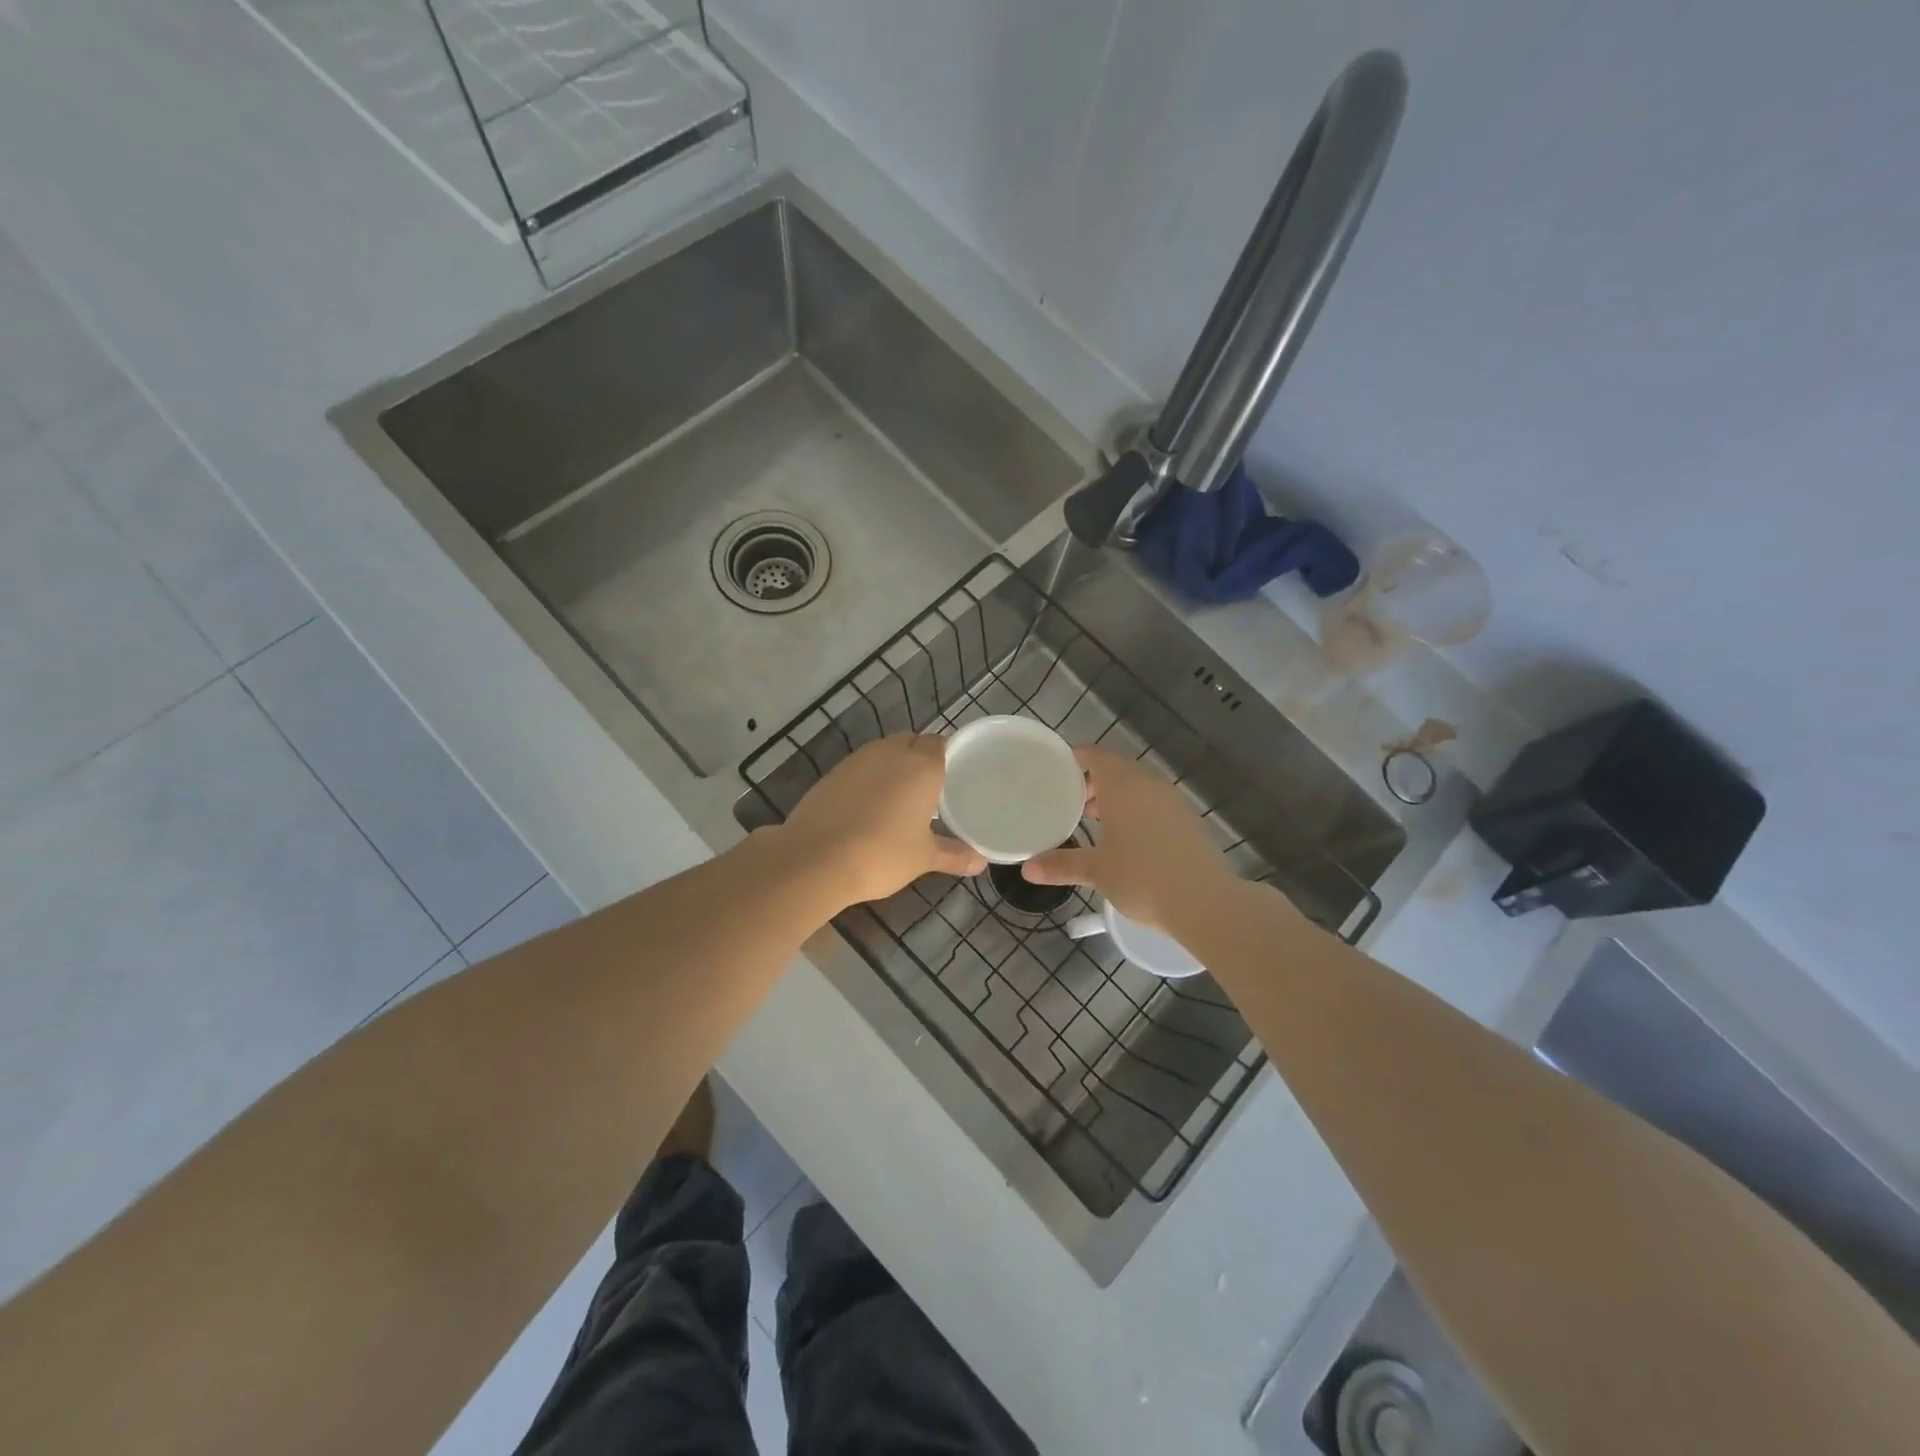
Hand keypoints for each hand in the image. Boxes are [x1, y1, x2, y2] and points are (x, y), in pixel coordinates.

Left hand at [780, 734, 985, 907]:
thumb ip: (954, 855)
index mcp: (921, 766)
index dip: (950, 756)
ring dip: (894, 767)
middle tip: (932, 789)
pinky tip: (869, 807)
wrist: (815, 859)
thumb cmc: (881, 854)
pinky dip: (869, 780)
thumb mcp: (923, 858)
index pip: (942, 744)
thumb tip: (981, 862)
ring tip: (901, 798)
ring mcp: (857, 760)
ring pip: (884, 753)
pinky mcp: (832, 774)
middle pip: (913, 742)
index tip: (957, 776)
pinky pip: (860, 768)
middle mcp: (890, 753)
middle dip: (922, 758)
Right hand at [1022, 746, 1231, 931]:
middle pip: (1116, 768)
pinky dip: (1137, 810)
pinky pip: (1155, 803)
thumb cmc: (1142, 878)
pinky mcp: (1189, 820)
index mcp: (1122, 785)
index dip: (1074, 760)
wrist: (1205, 902)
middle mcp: (1149, 784)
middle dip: (1093, 781)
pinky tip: (1129, 840)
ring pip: (1138, 786)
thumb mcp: (1096, 871)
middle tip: (1071, 802)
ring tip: (1096, 821)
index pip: (1094, 756)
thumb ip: (1061, 865)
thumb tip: (1027, 870)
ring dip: (1116, 796)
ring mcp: (1173, 801)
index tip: (1055, 773)